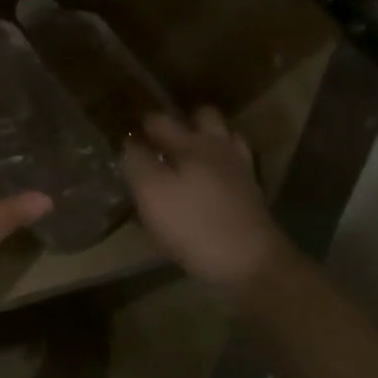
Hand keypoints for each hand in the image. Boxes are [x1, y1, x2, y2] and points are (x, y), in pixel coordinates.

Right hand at [122, 106, 293, 293]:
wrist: (251, 262)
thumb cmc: (194, 225)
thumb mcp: (151, 193)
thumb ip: (136, 162)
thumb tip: (128, 142)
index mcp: (190, 144)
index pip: (159, 120)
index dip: (140, 123)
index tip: (125, 131)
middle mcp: (218, 147)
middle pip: (203, 116)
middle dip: (183, 120)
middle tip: (162, 139)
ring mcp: (240, 169)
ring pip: (225, 137)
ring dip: (208, 138)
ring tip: (188, 156)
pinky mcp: (252, 193)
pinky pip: (236, 166)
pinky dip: (224, 165)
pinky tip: (212, 180)